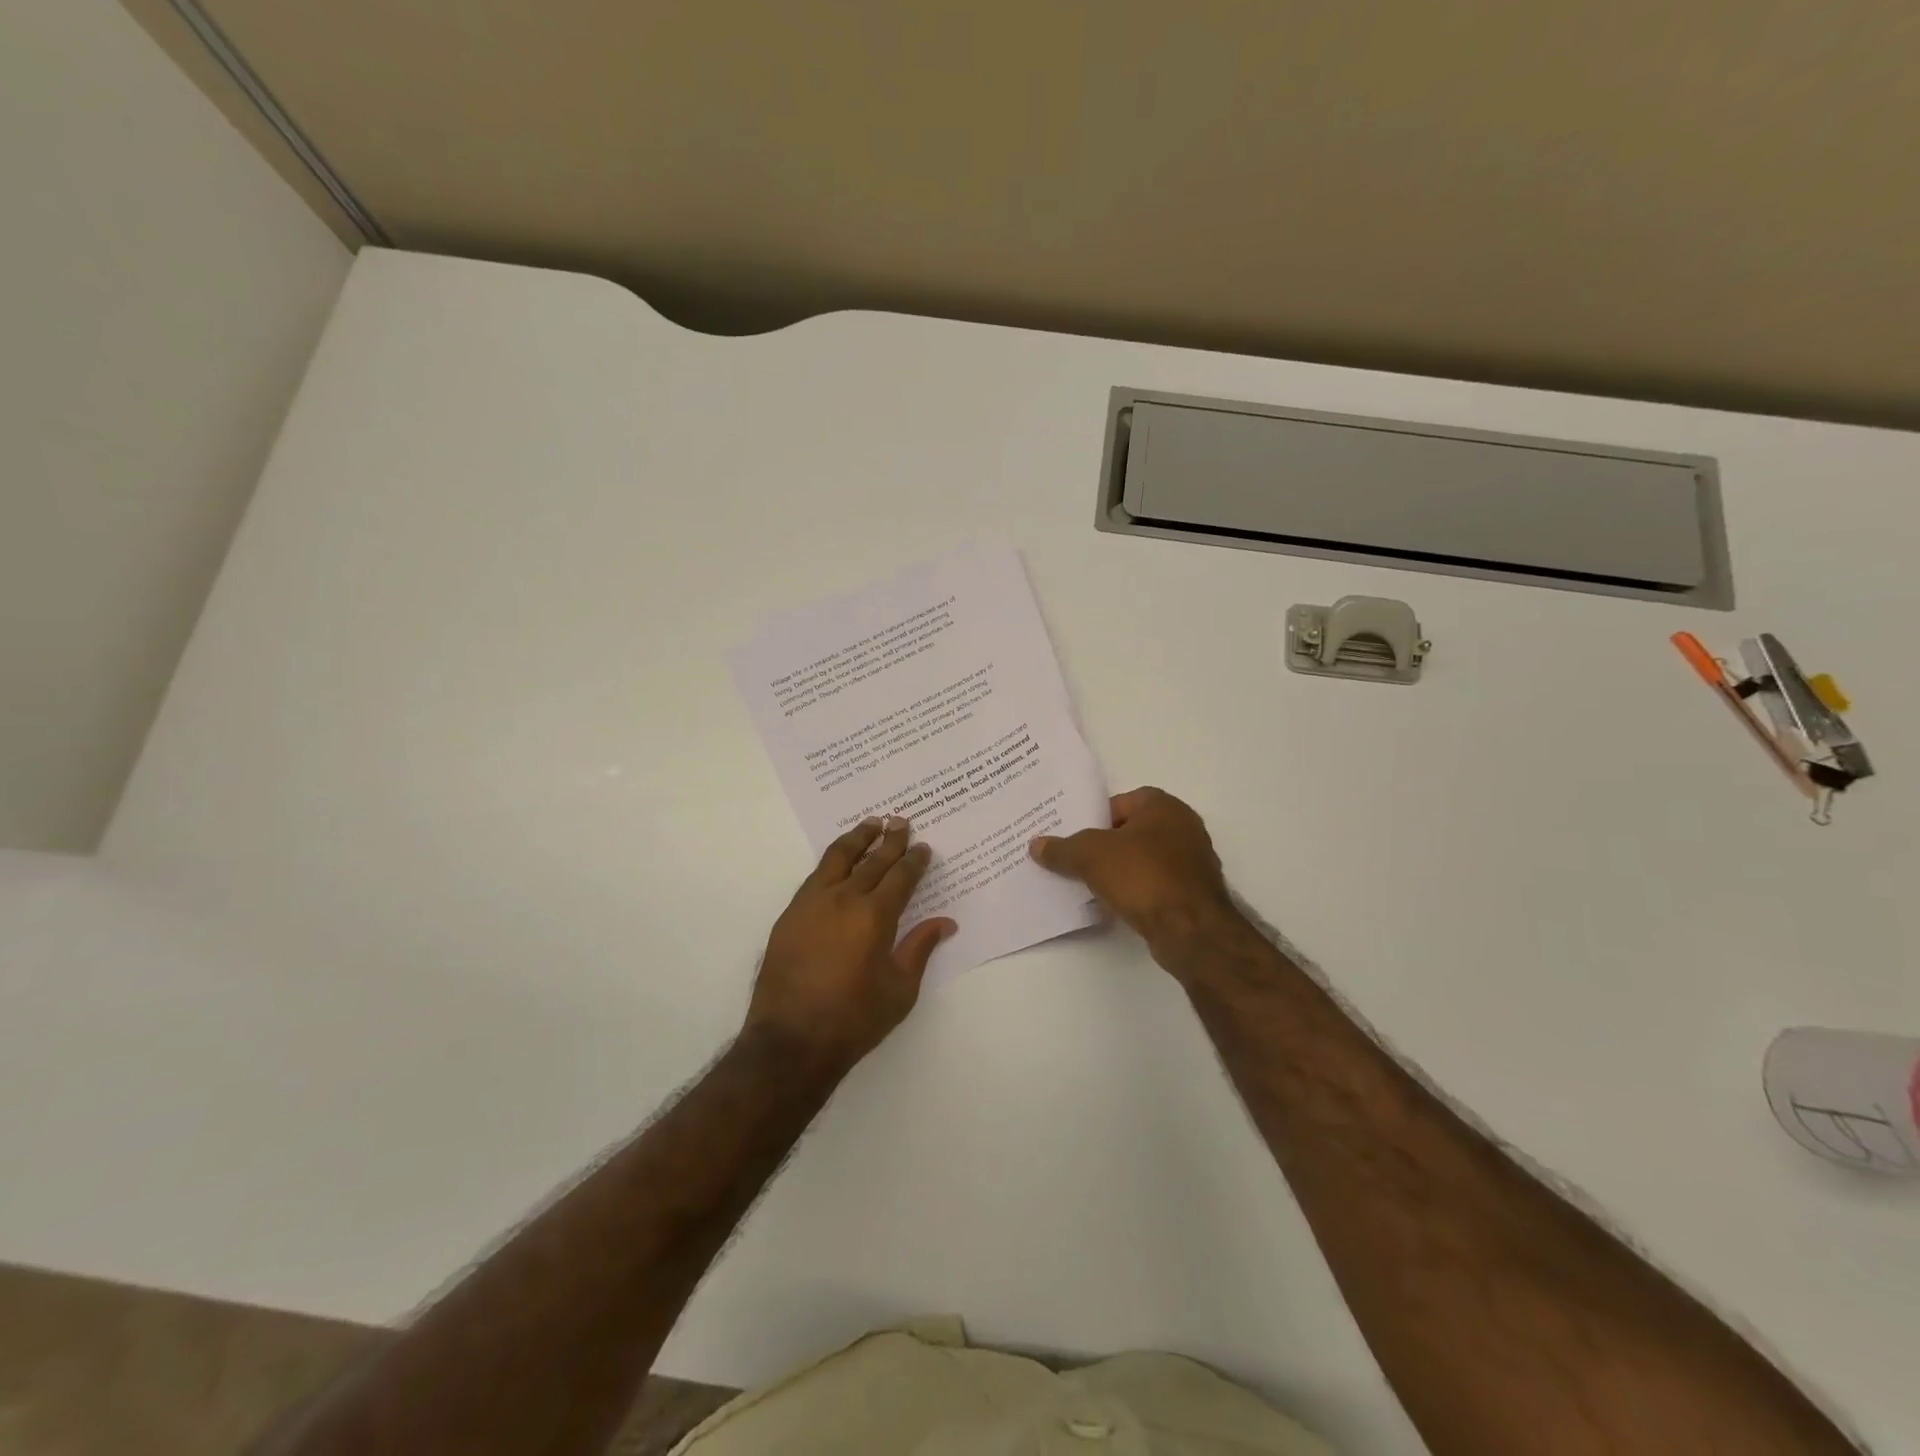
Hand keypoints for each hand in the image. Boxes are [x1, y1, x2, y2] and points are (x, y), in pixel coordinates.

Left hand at [746, 817, 955, 1071]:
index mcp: (875, 916)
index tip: (923, 847)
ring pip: (838, 858)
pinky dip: (832, 860)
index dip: (914, 859)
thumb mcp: (900, 990)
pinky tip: (838, 861)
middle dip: (889, 840)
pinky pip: (816, 875)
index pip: (900, 876)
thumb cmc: (854, 1020)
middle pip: (872, 860)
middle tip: (901, 821)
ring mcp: (812, 903)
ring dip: (857, 838)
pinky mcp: (790, 914)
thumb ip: (920, 949)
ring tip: (870, 824)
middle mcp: (844, 899)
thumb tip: (945, 923)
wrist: (791, 1040)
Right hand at [1030, 787, 1236, 948]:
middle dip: (1104, 846)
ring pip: (1144, 859)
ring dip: (1120, 870)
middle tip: (1076, 860)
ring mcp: (1193, 861)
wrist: (1190, 929)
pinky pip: (1155, 884)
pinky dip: (1136, 891)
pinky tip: (1115, 904)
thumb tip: (1036, 845)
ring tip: (1089, 884)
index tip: (1073, 837)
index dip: (1094, 818)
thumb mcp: (1090, 856)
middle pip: (1131, 831)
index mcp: (1163, 806)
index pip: (1120, 802)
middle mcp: (1183, 826)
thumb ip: (1062, 849)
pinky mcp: (1194, 893)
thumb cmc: (1142, 875)